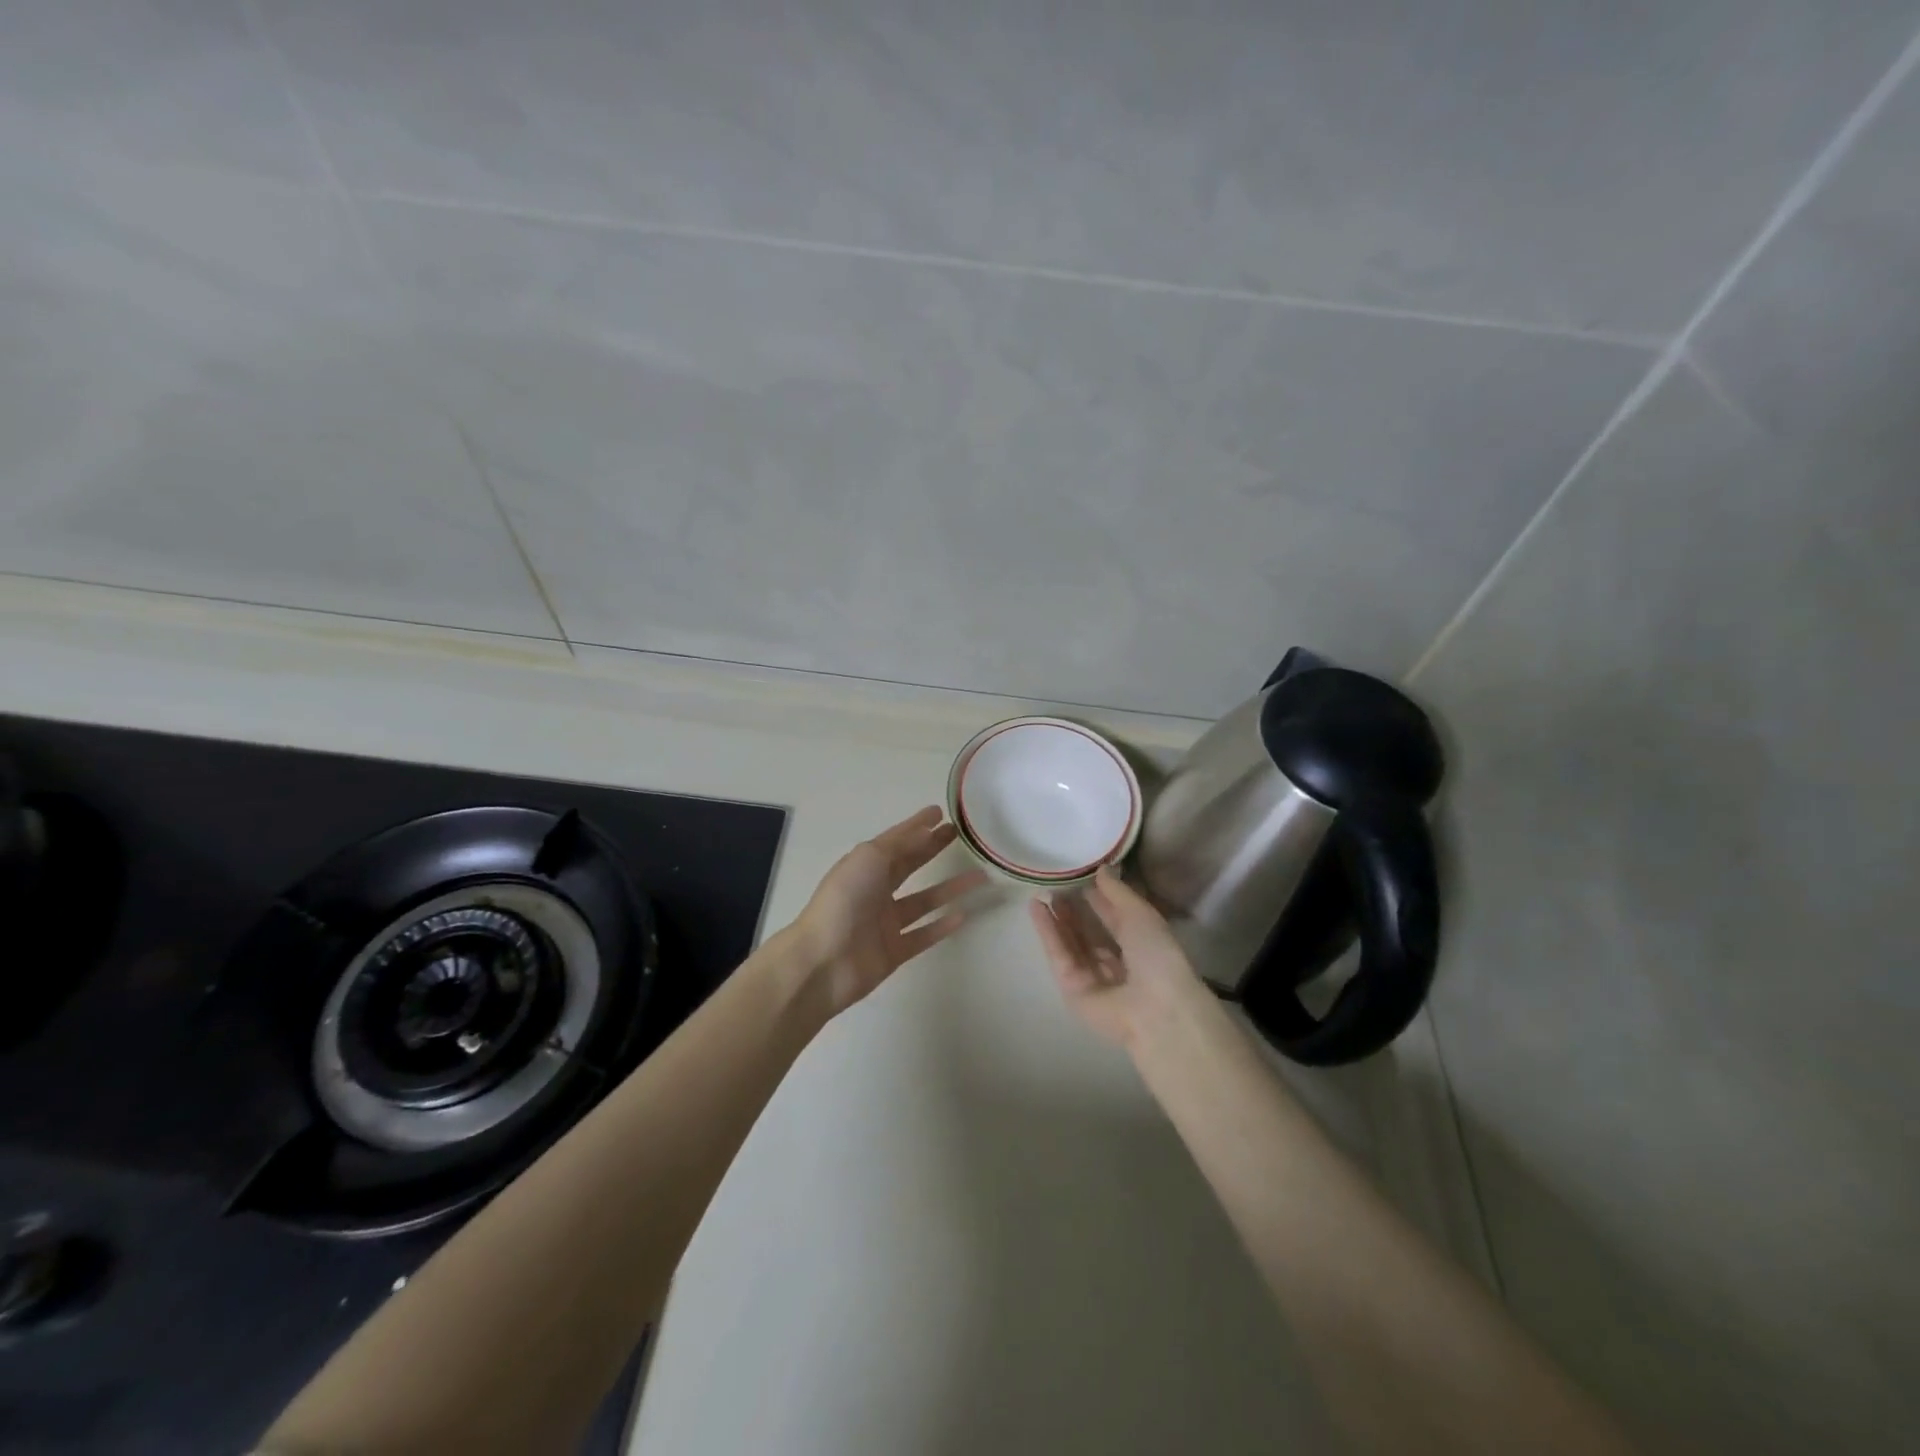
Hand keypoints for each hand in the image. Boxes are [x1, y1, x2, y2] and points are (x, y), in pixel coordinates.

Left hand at [790, 807, 984, 1015]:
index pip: (896, 840)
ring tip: (980, 876)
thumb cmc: (844, 901)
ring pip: (924, 900)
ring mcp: (885, 922)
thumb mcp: (869, 859)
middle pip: (910, 865)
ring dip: (951, 888)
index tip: (941, 812)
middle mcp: (875, 890)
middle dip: (932, 849)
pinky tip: (965, 915)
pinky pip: (923, 934)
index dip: (917, 825)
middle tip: (959, 836)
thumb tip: (927, 831)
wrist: (823, 962)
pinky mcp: (894, 951)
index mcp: (864, 866)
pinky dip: (942, 925)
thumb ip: (900, 845)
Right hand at [1029, 867, 1207, 1048]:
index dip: (1099, 898)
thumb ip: (1118, 891)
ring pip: (1071, 943)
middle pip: (1090, 933)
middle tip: (1055, 883)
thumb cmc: (1157, 956)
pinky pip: (1059, 956)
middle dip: (1074, 910)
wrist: (1155, 1007)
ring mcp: (1093, 978)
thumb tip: (1102, 869)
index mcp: (1141, 946)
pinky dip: (1047, 932)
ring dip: (1057, 918)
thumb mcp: (1141, 914)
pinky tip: (1037, 907)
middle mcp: (1117, 963)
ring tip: (1041, 891)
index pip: (1115, 919)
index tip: (1080, 875)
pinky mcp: (1072, 989)